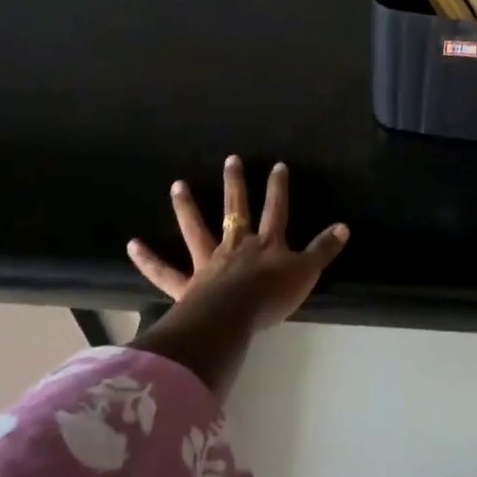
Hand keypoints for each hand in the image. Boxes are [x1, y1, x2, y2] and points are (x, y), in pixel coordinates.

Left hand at [128, 157, 348, 331]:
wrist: (233, 317)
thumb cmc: (272, 296)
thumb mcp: (306, 273)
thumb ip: (323, 250)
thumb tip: (344, 227)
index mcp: (266, 244)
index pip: (276, 210)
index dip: (278, 188)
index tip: (277, 166)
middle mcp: (236, 246)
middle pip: (236, 210)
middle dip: (236, 184)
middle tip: (230, 159)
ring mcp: (209, 263)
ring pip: (197, 230)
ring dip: (187, 208)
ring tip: (177, 185)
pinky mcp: (187, 285)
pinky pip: (165, 272)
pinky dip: (149, 260)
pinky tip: (132, 244)